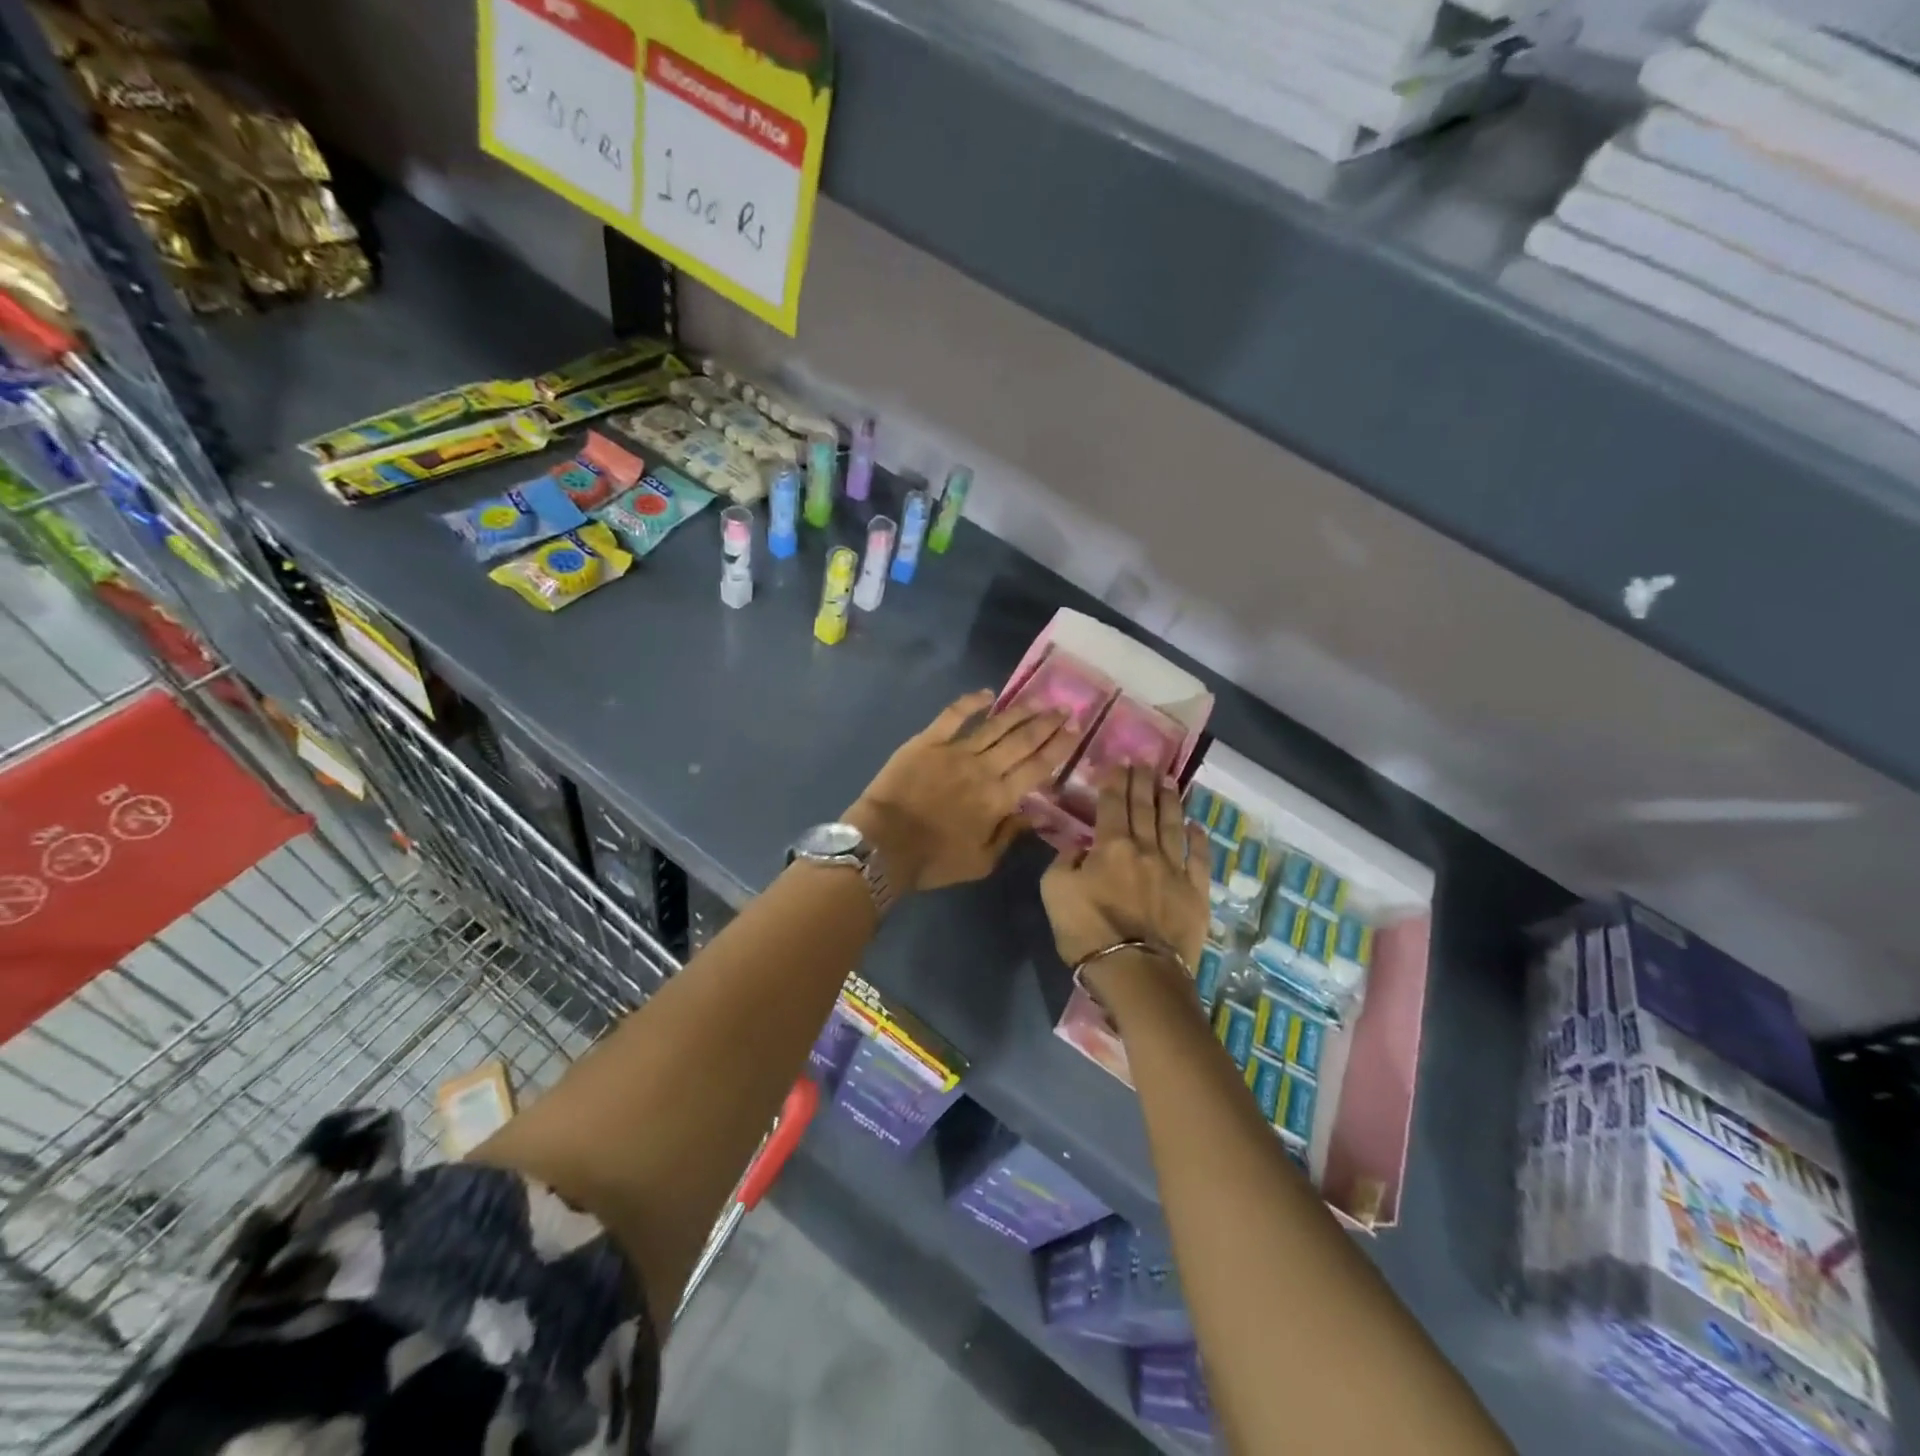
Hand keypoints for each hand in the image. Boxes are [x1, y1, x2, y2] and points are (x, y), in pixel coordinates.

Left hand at [845, 690, 1071, 893]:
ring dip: (1020, 711)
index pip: (1038, 767)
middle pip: (1023, 741)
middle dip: (1047, 723)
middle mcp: (984, 768)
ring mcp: (956, 751)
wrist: (884, 845)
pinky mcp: (928, 741)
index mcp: (1000, 798)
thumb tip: (1037, 814)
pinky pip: (954, 715)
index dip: (1059, 747)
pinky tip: (988, 693)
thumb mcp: (982, 862)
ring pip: (996, 725)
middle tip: (1065, 708)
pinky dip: (971, 701)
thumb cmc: (934, 860)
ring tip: (1039, 700)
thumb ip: (1011, 834)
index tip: (1075, 730)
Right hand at [1041, 765, 1209, 971]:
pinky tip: (1197, 825)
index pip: (1112, 805)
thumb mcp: (1054, 892)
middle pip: (1144, 808)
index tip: (1119, 762)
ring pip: (1173, 826)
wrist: (1136, 971)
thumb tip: (1081, 847)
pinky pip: (1199, 859)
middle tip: (1145, 762)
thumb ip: (1065, 861)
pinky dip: (1199, 840)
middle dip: (1142, 782)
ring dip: (1170, 801)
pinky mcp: (1195, 893)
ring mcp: (1174, 870)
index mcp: (1110, 846)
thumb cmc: (1087, 931)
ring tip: (1170, 781)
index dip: (1115, 781)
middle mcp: (1145, 849)